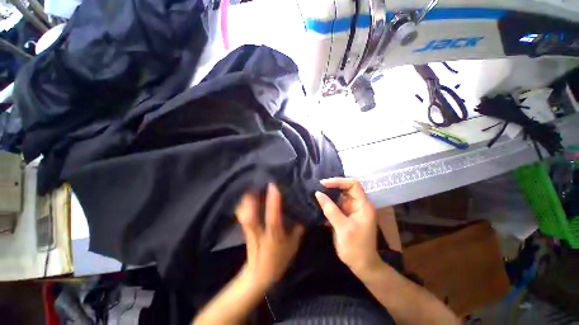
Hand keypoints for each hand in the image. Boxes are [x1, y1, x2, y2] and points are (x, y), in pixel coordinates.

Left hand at [236, 183, 303, 289]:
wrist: (259, 276)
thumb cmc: (278, 261)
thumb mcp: (292, 247)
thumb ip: (297, 232)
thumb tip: (302, 218)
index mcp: (273, 237)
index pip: (273, 218)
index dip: (273, 203)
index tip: (273, 187)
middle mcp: (259, 234)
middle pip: (250, 217)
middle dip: (251, 200)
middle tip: (256, 184)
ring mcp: (250, 233)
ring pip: (243, 216)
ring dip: (245, 202)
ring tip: (251, 188)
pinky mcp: (245, 232)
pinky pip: (242, 217)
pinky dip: (242, 207)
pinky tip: (246, 199)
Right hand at [315, 178, 381, 276]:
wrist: (362, 265)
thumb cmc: (355, 247)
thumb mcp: (342, 228)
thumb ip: (330, 209)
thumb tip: (318, 193)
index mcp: (363, 205)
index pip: (353, 185)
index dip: (339, 181)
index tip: (324, 183)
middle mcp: (359, 204)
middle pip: (346, 188)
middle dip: (333, 186)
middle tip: (318, 186)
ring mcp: (353, 209)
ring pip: (341, 195)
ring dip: (330, 193)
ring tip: (317, 191)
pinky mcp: (347, 214)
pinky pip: (338, 203)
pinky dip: (329, 201)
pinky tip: (320, 201)